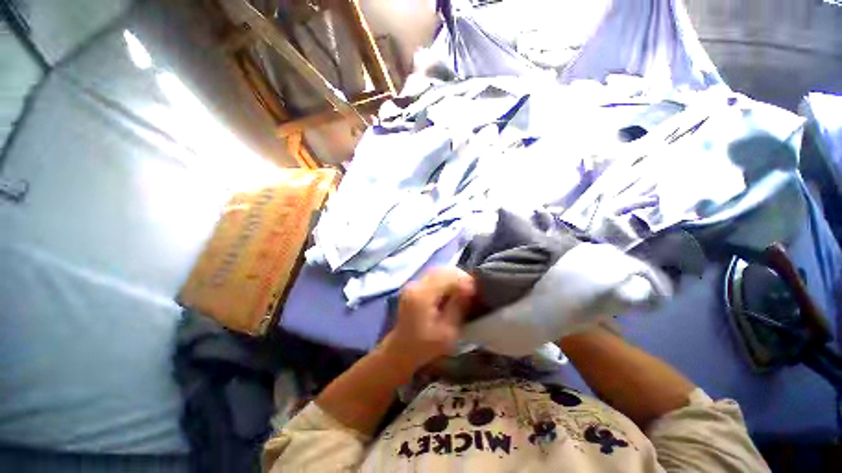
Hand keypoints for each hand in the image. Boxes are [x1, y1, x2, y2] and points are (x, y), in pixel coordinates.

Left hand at [379, 268, 475, 372]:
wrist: (400, 350)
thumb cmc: (425, 346)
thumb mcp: (447, 332)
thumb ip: (458, 308)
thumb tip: (468, 290)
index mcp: (422, 296)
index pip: (446, 276)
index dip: (463, 280)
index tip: (474, 291)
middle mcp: (416, 285)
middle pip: (441, 270)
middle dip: (459, 277)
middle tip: (470, 290)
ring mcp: (413, 284)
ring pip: (438, 271)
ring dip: (452, 278)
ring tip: (463, 291)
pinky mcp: (414, 287)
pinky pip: (433, 276)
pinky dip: (445, 280)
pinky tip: (451, 292)